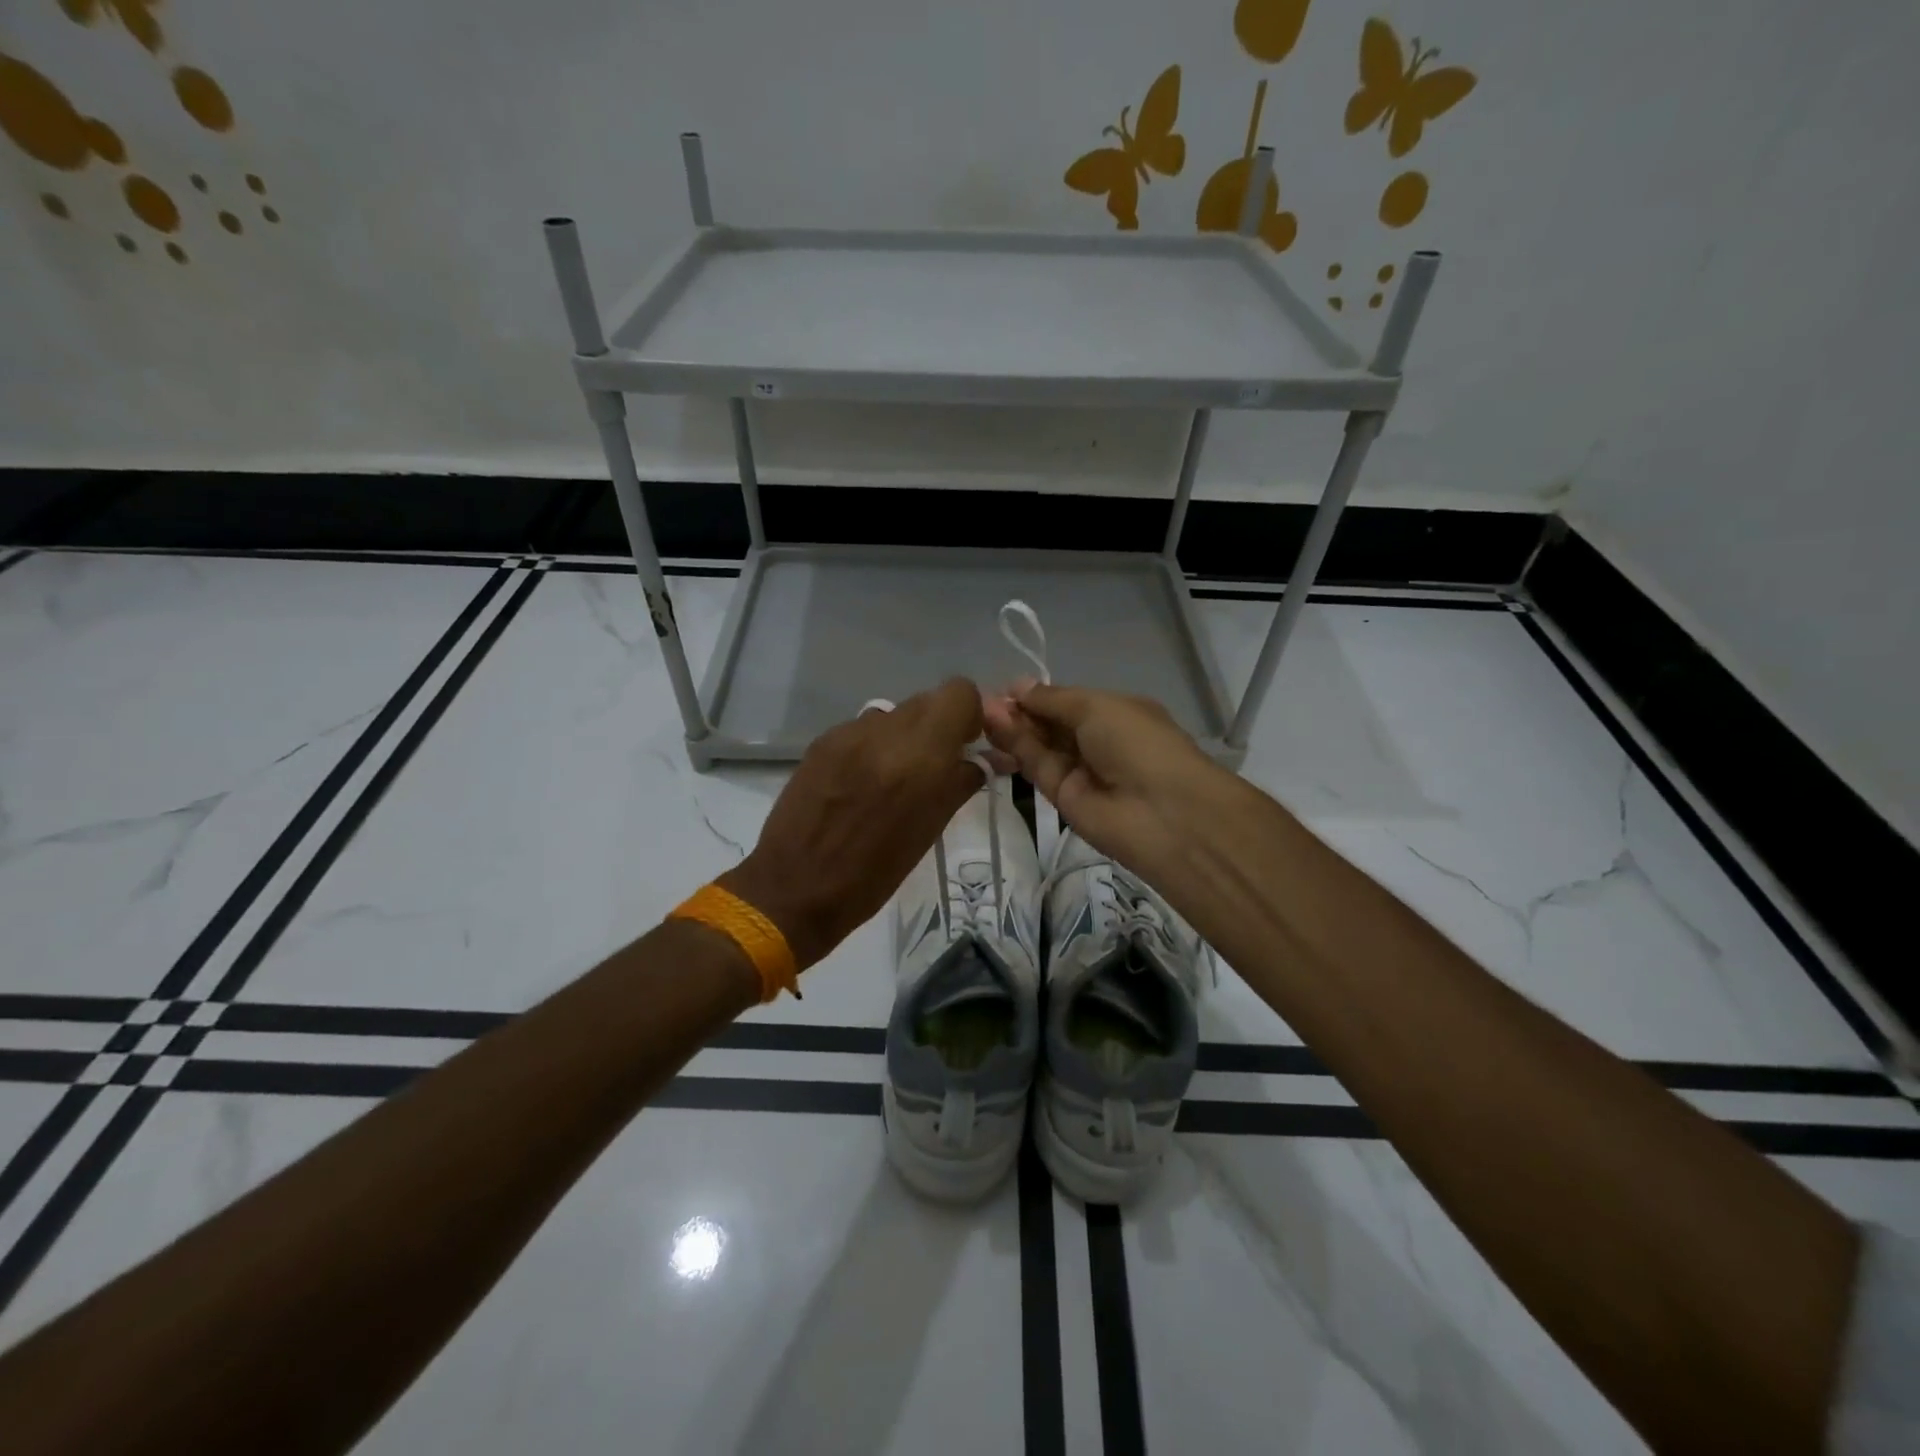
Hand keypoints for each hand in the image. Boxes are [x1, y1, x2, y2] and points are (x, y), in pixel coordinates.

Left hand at [720, 679, 987, 970]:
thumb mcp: (930, 830)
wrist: (794, 888)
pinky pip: (862, 730)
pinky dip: (873, 747)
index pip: (959, 693)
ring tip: (893, 779)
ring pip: (894, 714)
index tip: (965, 745)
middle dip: (939, 726)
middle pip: (927, 700)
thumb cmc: (874, 873)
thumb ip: (961, 782)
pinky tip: (860, 784)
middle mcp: (886, 732)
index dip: (969, 715)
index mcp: (922, 756)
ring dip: (905, 737)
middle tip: (935, 765)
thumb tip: (987, 759)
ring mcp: (849, 734)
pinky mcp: (822, 742)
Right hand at [982, 681, 1225, 878]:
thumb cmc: (1137, 743)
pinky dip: (1016, 749)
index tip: (1004, 688)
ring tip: (981, 714)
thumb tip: (1017, 685)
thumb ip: (1052, 699)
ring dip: (1012, 728)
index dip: (1036, 695)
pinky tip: (993, 730)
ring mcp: (1079, 771)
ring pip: (1039, 746)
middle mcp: (1097, 740)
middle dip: (1019, 711)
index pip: (1067, 701)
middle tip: (982, 702)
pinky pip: (1037, 767)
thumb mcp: (1096, 707)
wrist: (1163, 813)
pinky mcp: (1062, 798)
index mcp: (1114, 712)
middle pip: (1049, 723)